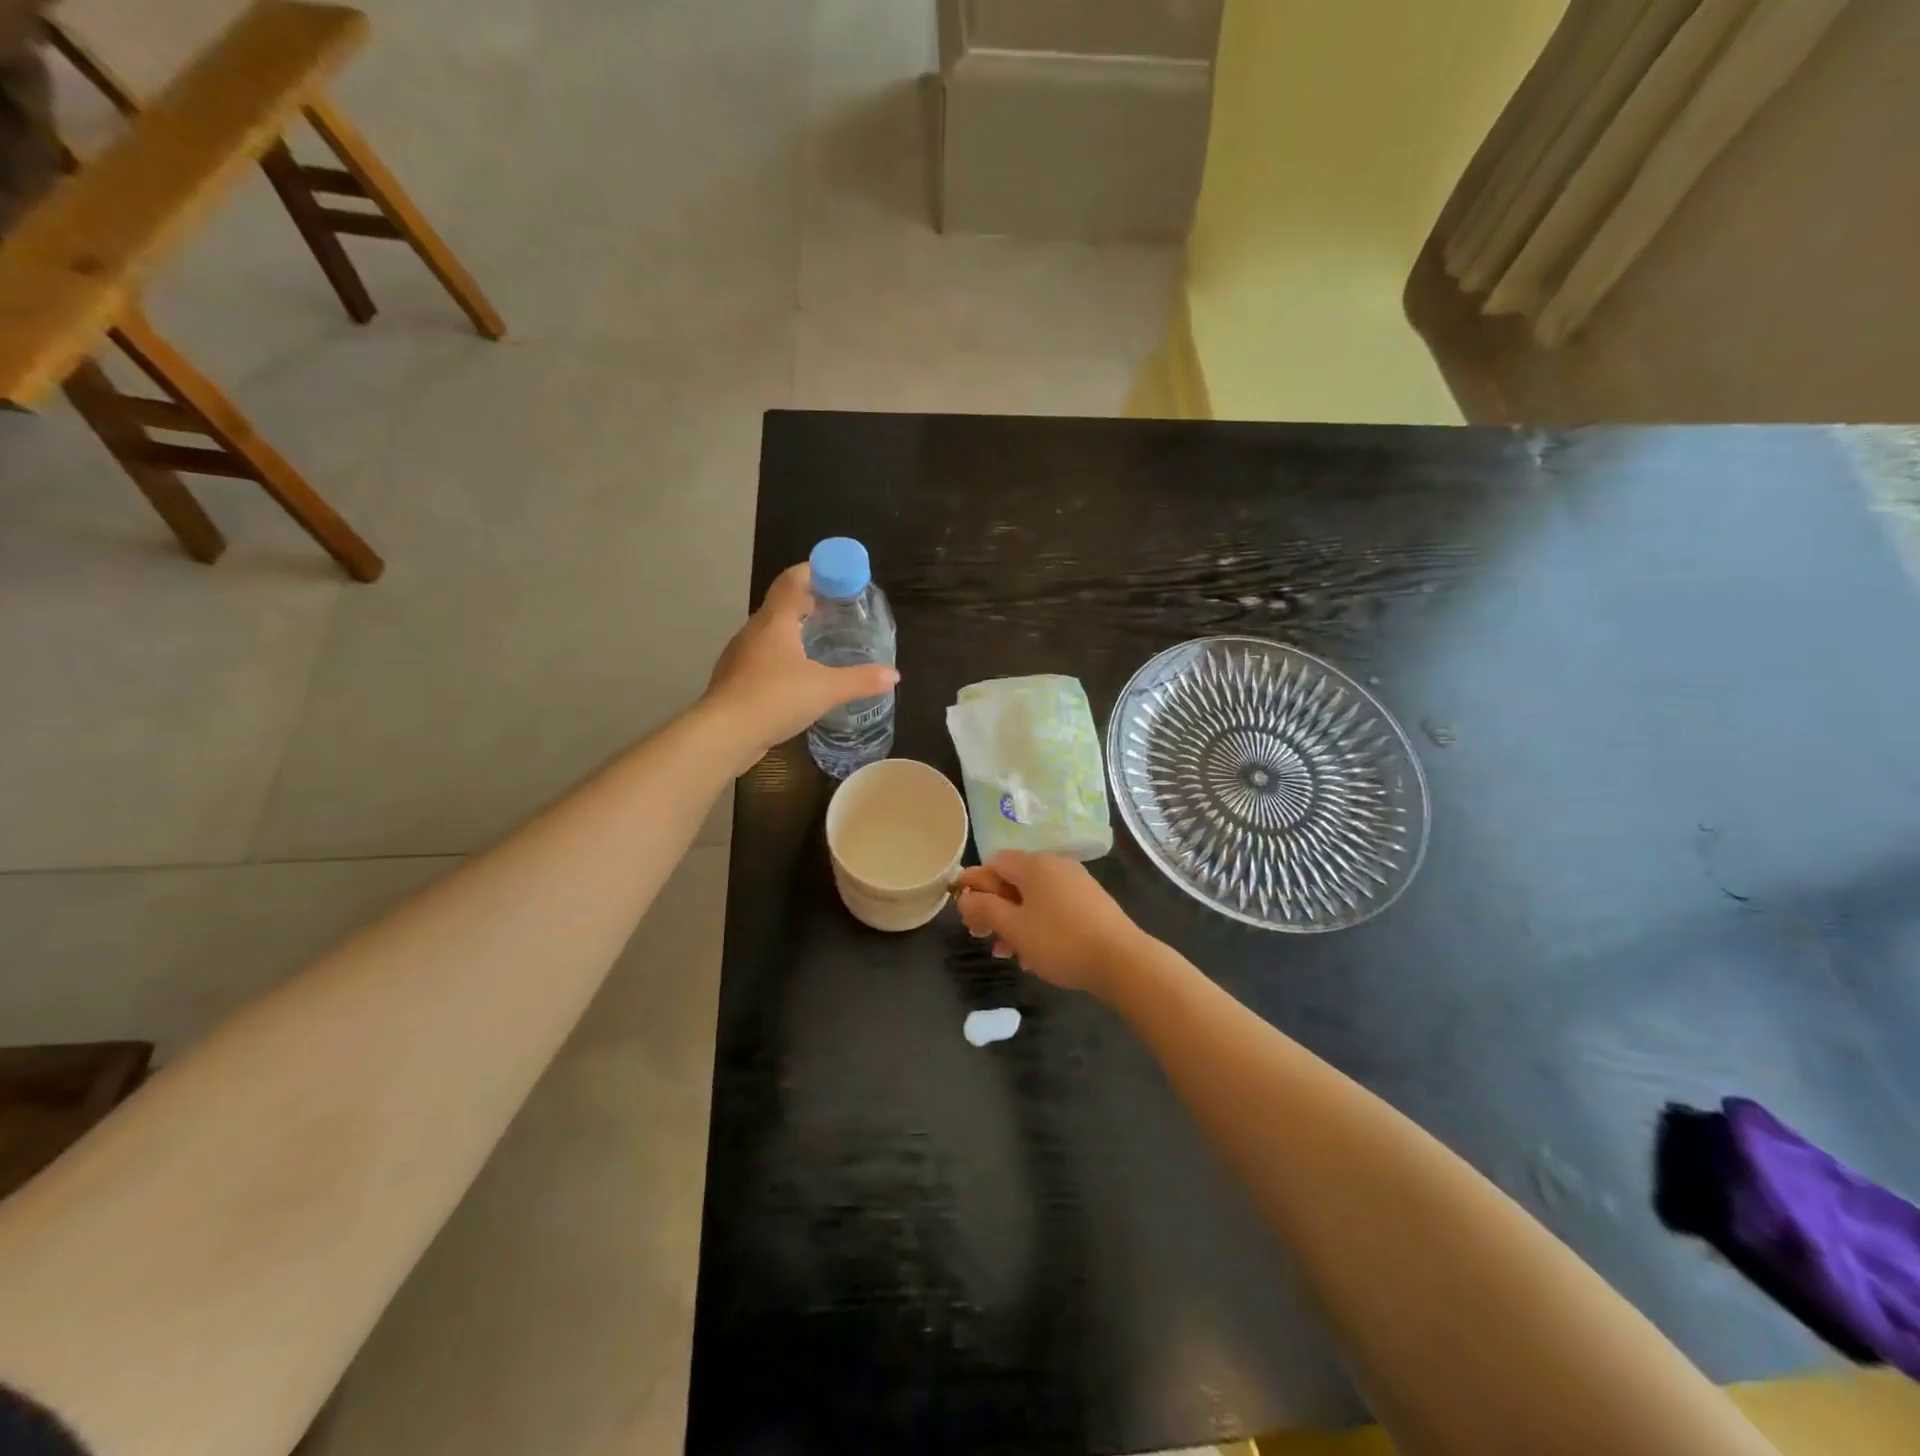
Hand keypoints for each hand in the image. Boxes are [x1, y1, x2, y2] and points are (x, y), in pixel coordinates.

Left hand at [703, 563, 898, 768]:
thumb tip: (892, 675)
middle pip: (782, 605)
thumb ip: (860, 680)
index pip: (793, 580)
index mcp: (775, 621)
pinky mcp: (735, 680)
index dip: (816, 571)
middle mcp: (754, 631)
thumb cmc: (774, 698)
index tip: (839, 577)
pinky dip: (784, 658)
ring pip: (771, 634)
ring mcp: (741, 656)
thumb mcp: (826, 689)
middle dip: (810, 604)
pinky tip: (798, 678)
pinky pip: (764, 659)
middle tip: (839, 612)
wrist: (723, 734)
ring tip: (822, 644)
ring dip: (795, 632)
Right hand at [954, 851, 1145, 997]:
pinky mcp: (1091, 901)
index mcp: (1033, 864)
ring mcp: (1076, 882)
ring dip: (1015, 921)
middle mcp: (1055, 865)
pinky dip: (1038, 924)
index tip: (966, 915)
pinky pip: (1053, 906)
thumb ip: (985, 909)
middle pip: (1013, 880)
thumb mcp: (1014, 928)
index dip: (975, 886)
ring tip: (1009, 954)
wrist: (1122, 960)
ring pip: (1033, 897)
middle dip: (995, 909)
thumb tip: (966, 897)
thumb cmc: (1060, 941)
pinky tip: (1036, 954)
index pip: (993, 863)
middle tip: (985, 938)